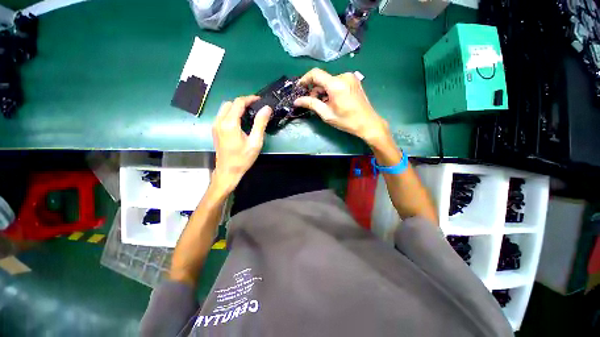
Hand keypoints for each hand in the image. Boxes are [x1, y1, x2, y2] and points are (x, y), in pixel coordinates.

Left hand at [212, 95, 271, 192]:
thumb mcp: (255, 142)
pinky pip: (222, 115)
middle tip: (255, 107)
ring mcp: (215, 125)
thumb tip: (266, 108)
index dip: (250, 99)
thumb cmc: (243, 158)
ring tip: (249, 113)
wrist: (228, 171)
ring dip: (236, 107)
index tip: (260, 100)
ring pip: (225, 108)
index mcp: (230, 123)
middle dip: (243, 102)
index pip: (238, 102)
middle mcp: (219, 121)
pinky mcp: (215, 130)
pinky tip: (240, 121)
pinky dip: (231, 113)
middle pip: (230, 103)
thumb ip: (260, 123)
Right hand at [294, 68, 389, 144]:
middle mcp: (343, 76)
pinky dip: (331, 90)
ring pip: (329, 81)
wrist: (368, 123)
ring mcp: (350, 77)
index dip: (305, 79)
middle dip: (315, 90)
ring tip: (324, 104)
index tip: (299, 88)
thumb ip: (311, 104)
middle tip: (312, 103)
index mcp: (336, 84)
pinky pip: (337, 82)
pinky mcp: (354, 81)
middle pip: (323, 79)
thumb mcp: (327, 114)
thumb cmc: (346, 121)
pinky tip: (332, 101)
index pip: (315, 74)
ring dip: (323, 91)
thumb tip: (296, 101)